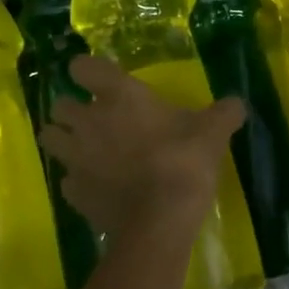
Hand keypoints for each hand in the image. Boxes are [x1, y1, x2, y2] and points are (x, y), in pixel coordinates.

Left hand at [38, 54, 245, 242]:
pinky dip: (78, 180)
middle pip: (59, 105)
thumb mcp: (213, 132)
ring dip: (64, 141)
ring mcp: (76, 158)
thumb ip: (224, 113)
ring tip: (86, 151)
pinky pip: (67, 180)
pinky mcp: (74, 193)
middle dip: (72, 110)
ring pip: (51, 139)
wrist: (160, 220)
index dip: (88, 71)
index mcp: (119, 96)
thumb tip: (238, 104)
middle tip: (96, 120)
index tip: (101, 81)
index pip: (82, 67)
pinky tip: (97, 186)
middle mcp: (88, 122)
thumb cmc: (184, 162)